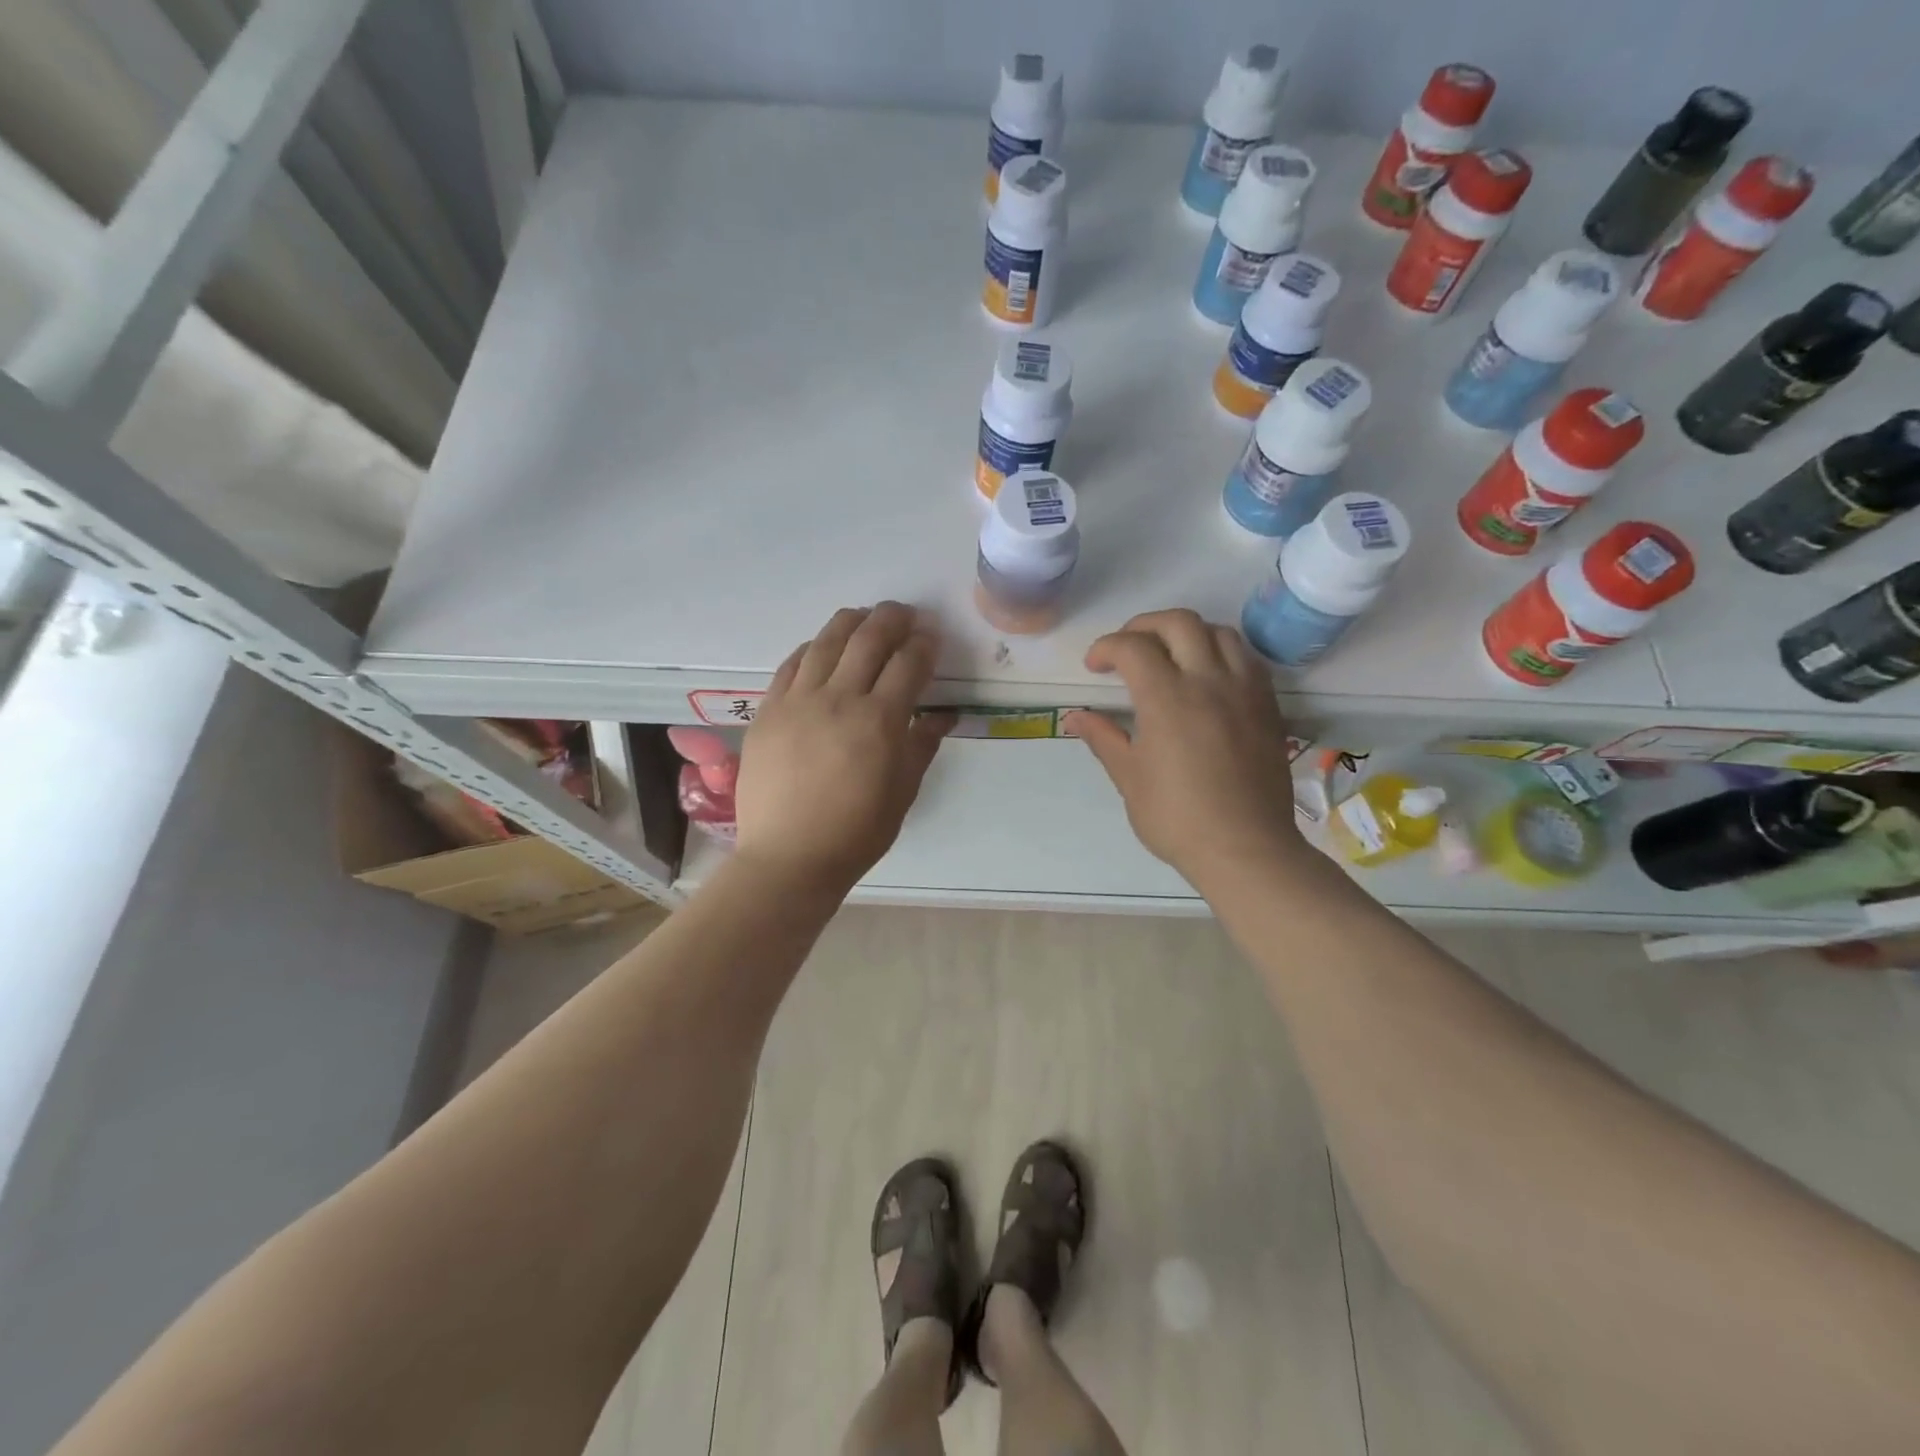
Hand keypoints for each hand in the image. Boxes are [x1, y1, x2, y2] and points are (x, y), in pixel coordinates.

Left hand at [734, 603, 952, 893]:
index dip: (924, 644)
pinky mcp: (768, 710)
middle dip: (893, 618)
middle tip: (905, 614)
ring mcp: (798, 701)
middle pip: (869, 638)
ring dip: (852, 622)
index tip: (931, 637)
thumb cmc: (856, 832)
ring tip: (865, 617)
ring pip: (827, 641)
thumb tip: (942, 714)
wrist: (789, 856)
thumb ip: (923, 745)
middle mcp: (839, 698)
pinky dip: (812, 648)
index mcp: (880, 721)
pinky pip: (791, 664)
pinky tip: (821, 647)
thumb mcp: (903, 791)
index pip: (908, 663)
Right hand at [1064, 610, 1306, 890]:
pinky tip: (1207, 677)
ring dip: (1187, 634)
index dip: (1106, 647)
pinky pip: (1246, 658)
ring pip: (1220, 632)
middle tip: (1127, 649)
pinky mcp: (1268, 705)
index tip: (1094, 667)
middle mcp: (1209, 681)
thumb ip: (1103, 737)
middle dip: (1144, 625)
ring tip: (1170, 657)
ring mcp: (1244, 690)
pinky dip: (1220, 652)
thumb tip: (1074, 716)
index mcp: (1167, 699)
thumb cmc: (1177, 818)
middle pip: (1179, 622)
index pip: (1133, 646)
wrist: (1245, 848)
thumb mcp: (1129, 778)